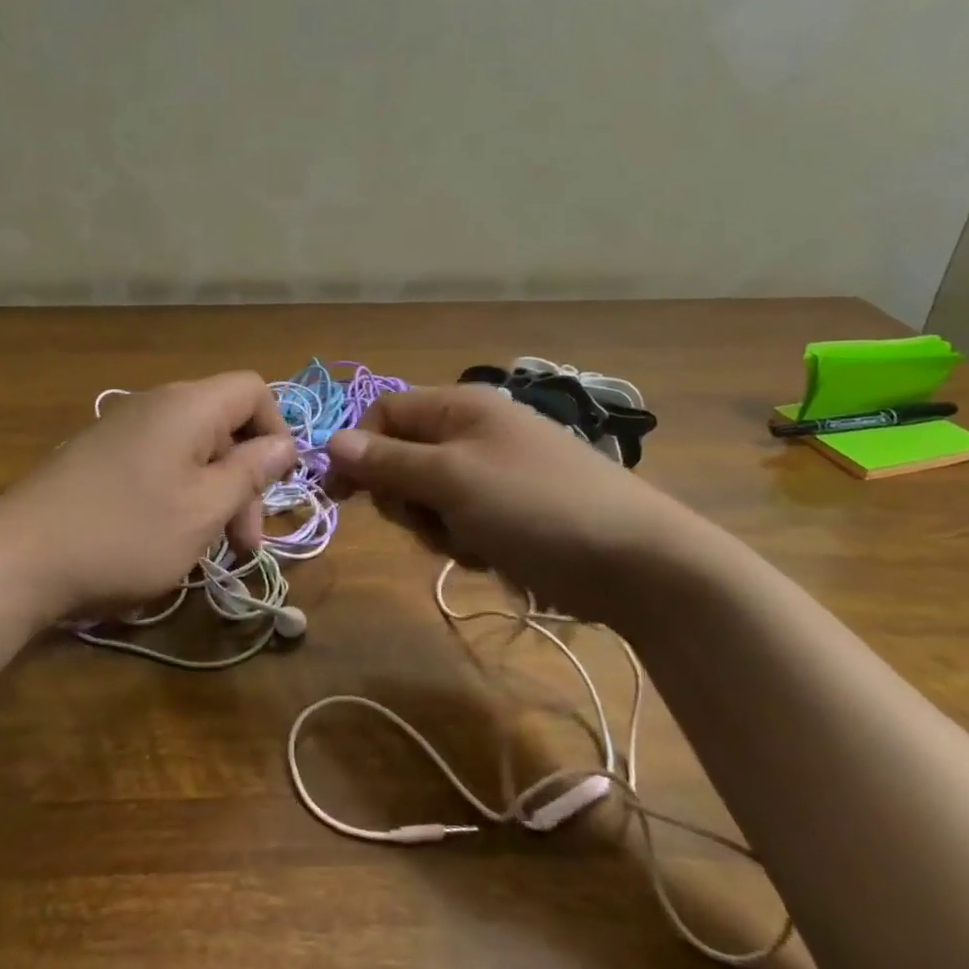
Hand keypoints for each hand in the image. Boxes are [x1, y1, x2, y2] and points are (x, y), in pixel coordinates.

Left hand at [0, 373, 297, 621]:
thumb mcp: (204, 509)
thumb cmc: (126, 532)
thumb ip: (250, 471)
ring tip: (211, 550)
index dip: (276, 430)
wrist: (16, 558)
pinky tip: (168, 539)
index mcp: (188, 406)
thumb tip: (284, 444)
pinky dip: (179, 495)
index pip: (253, 389)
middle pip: (224, 424)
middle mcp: (156, 405)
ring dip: (214, 494)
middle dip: (245, 479)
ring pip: (192, 450)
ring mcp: (122, 429)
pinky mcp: (99, 457)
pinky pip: (159, 463)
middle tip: (246, 543)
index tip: (275, 485)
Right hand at [325, 384, 704, 622]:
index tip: (341, 496)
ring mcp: (495, 472)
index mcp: (460, 406)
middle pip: (403, 458)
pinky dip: (468, 541)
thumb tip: (330, 440)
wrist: (638, 562)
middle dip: (406, 497)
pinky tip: (496, 556)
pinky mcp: (513, 510)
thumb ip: (388, 461)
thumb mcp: (451, 480)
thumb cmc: (535, 507)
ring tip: (474, 542)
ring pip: (430, 496)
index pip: (384, 414)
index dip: (358, 450)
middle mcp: (474, 430)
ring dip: (438, 526)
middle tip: (430, 519)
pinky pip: (463, 520)